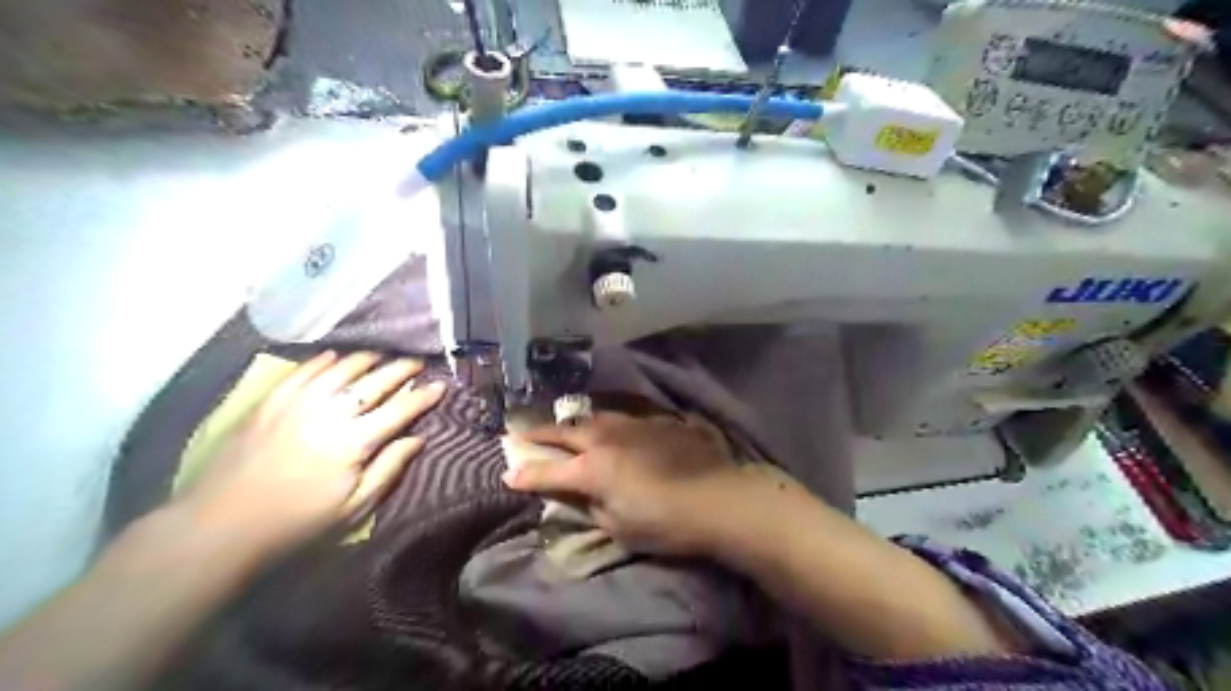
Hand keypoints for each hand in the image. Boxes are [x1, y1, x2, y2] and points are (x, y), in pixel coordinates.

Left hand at [170, 351, 444, 555]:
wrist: (219, 526)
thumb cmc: (296, 523)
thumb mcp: (354, 508)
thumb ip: (389, 469)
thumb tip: (418, 439)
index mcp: (354, 443)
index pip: (399, 410)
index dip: (423, 396)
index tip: (441, 385)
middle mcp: (329, 414)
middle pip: (374, 382)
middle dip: (401, 369)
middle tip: (417, 363)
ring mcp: (297, 404)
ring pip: (340, 369)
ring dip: (367, 359)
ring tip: (382, 356)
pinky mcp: (269, 402)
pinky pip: (303, 371)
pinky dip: (325, 360)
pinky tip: (336, 356)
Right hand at [505, 411, 766, 556]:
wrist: (718, 498)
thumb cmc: (664, 523)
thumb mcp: (619, 526)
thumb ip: (590, 506)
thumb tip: (575, 494)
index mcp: (592, 468)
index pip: (549, 471)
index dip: (525, 474)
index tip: (507, 474)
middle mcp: (607, 438)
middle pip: (565, 431)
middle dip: (539, 433)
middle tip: (521, 432)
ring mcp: (633, 424)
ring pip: (594, 416)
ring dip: (573, 422)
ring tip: (564, 424)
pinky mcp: (658, 421)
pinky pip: (624, 418)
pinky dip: (607, 423)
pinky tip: (610, 427)